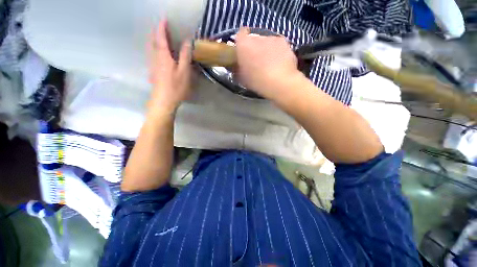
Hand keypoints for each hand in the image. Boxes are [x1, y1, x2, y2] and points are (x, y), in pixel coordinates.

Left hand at [148, 20, 191, 113]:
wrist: (163, 101)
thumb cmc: (175, 87)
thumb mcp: (184, 71)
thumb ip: (185, 56)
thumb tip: (187, 41)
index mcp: (163, 56)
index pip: (161, 37)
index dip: (162, 27)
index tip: (164, 18)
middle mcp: (155, 58)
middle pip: (153, 41)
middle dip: (156, 32)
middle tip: (162, 27)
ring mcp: (153, 65)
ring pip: (151, 48)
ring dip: (155, 40)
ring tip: (161, 37)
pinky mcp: (153, 72)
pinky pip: (152, 55)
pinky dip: (155, 49)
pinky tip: (160, 53)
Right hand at [235, 28, 301, 97]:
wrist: (279, 82)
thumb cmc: (257, 82)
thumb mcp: (242, 78)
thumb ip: (237, 69)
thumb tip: (237, 66)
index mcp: (243, 44)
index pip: (240, 34)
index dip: (241, 42)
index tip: (243, 52)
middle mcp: (257, 37)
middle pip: (254, 39)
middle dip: (254, 48)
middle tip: (256, 61)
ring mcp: (272, 38)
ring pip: (266, 42)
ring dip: (266, 50)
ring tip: (269, 64)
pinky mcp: (284, 42)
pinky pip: (277, 45)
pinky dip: (277, 52)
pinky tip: (279, 63)